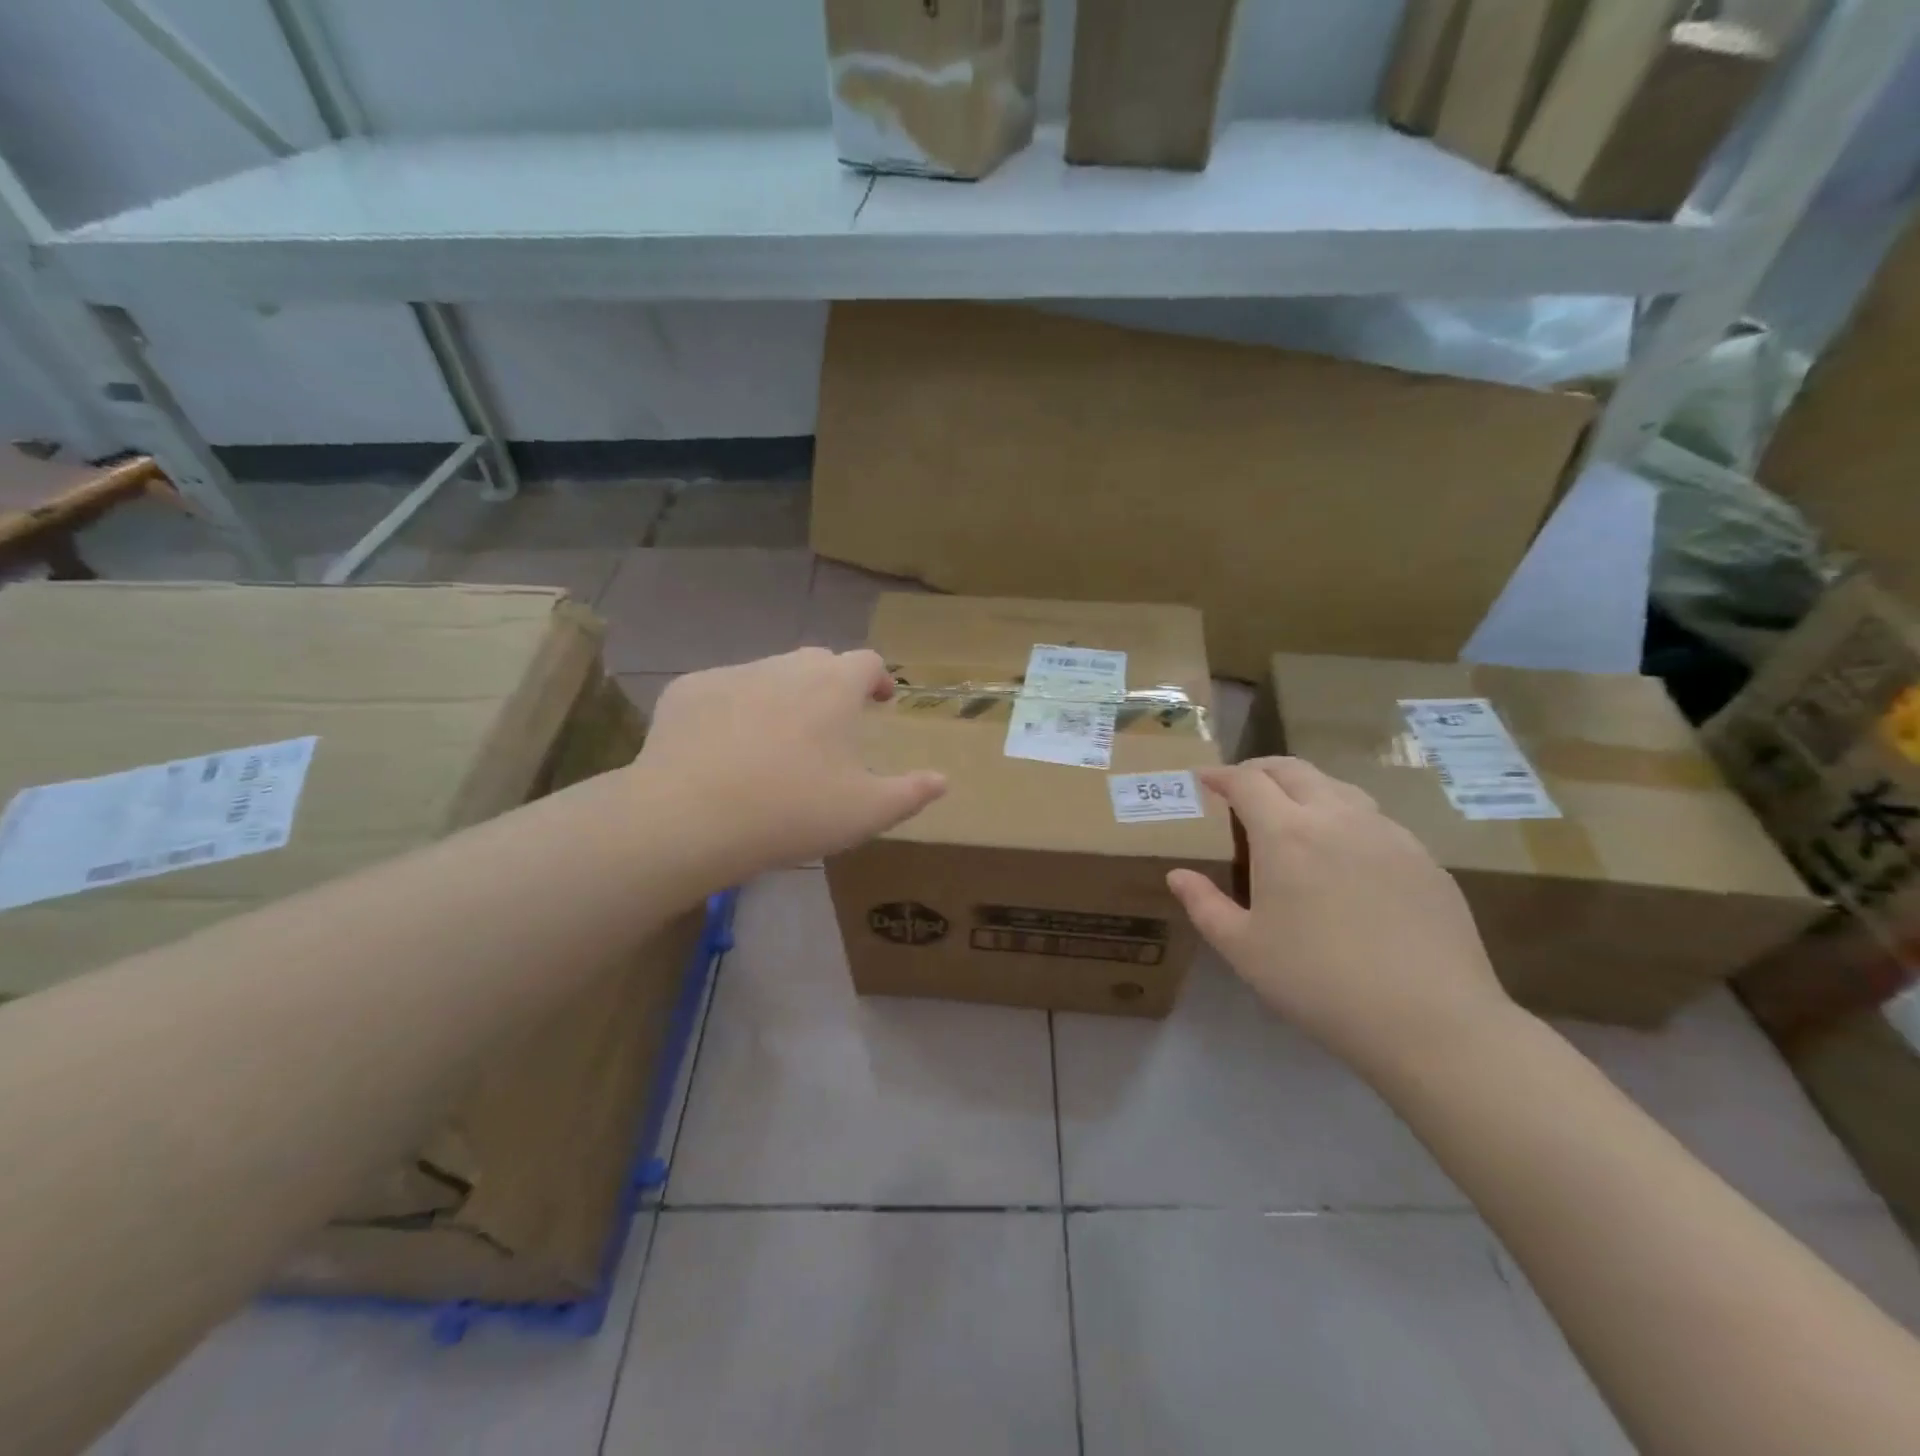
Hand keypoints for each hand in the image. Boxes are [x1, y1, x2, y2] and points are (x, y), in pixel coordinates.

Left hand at [637, 648, 946, 880]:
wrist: (689, 818)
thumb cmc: (791, 812)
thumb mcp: (865, 813)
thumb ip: (910, 793)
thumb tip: (943, 780)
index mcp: (833, 687)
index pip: (867, 662)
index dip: (878, 678)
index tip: (880, 701)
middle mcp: (785, 667)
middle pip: (817, 661)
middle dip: (831, 684)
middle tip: (831, 723)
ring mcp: (732, 674)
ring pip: (768, 674)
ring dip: (782, 696)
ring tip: (776, 739)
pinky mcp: (687, 691)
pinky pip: (721, 691)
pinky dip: (732, 709)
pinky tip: (724, 747)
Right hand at [1167, 757, 1513, 1073]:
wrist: (1430, 1021)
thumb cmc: (1318, 982)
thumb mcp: (1243, 949)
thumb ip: (1204, 904)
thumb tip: (1177, 875)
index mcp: (1285, 833)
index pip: (1246, 781)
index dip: (1220, 775)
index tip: (1204, 780)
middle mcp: (1336, 817)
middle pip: (1293, 770)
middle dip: (1259, 769)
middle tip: (1241, 786)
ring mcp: (1387, 833)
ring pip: (1338, 788)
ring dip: (1304, 788)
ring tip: (1290, 813)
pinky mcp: (1423, 857)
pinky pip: (1374, 820)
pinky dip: (1344, 817)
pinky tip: (1344, 854)